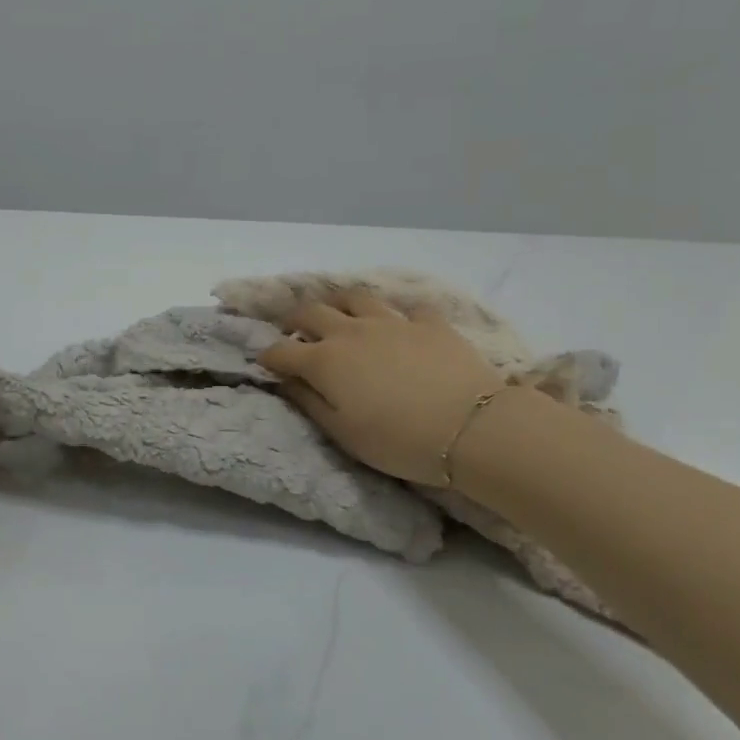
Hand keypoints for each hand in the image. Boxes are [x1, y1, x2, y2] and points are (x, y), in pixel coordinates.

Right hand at [257, 289, 507, 486]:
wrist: (473, 429)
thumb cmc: (399, 441)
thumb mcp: (344, 434)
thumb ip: (309, 403)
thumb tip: (285, 381)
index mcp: (324, 361)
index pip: (282, 351)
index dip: (268, 356)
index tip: (265, 364)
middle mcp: (351, 332)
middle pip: (311, 312)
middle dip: (295, 321)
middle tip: (294, 332)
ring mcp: (392, 322)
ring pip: (355, 298)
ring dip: (340, 305)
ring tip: (341, 316)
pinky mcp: (430, 323)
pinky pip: (408, 309)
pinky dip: (397, 316)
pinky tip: (401, 328)